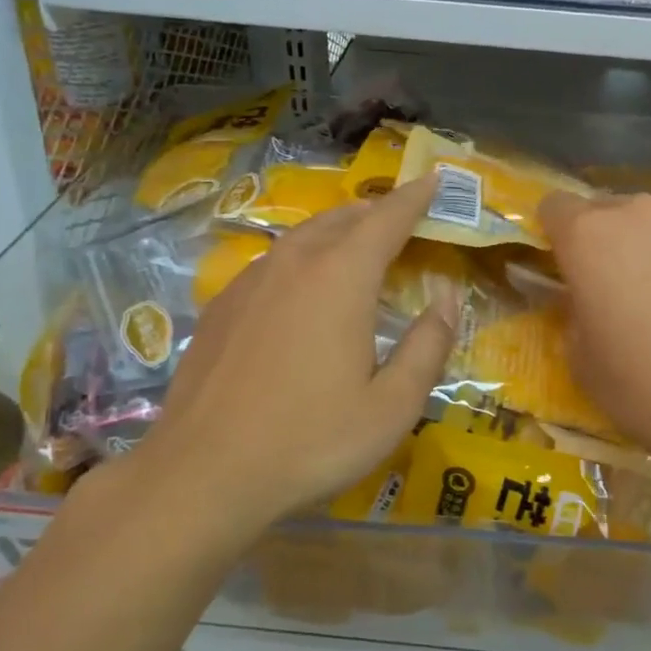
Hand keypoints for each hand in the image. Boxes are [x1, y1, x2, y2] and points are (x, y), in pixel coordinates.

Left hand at [132, 174, 459, 531]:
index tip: (434, 179)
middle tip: (401, 217)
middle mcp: (294, 263)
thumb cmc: (311, 440)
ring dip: (337, 231)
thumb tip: (447, 298)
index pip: (387, 218)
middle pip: (342, 219)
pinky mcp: (222, 305)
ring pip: (303, 235)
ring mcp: (250, 281)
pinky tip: (302, 287)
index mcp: (341, 277)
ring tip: (357, 243)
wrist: (203, 472)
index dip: (415, 197)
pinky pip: (273, 261)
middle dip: (376, 211)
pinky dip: (302, 257)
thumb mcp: (392, 405)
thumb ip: (428, 345)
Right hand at [538, 191, 650, 490]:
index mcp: (589, 237)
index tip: (564, 269)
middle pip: (608, 211)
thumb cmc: (648, 389)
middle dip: (605, 243)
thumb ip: (574, 315)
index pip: (554, 206)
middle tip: (617, 293)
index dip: (554, 235)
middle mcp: (639, 213)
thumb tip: (588, 302)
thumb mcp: (582, 363)